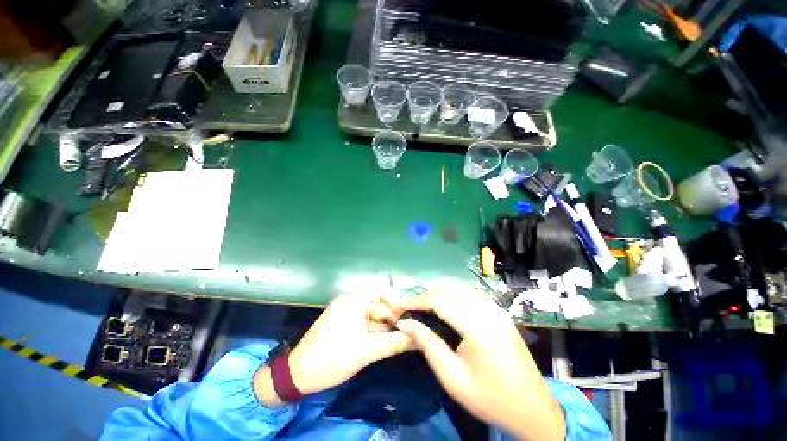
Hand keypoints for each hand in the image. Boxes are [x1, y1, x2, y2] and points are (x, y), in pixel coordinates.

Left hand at [254, 294, 413, 405]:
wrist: (297, 374)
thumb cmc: (333, 360)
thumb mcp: (367, 352)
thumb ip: (395, 342)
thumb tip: (418, 338)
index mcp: (353, 301)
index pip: (382, 289)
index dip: (397, 301)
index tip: (409, 316)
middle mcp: (349, 299)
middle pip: (377, 300)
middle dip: (391, 315)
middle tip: (403, 330)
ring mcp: (343, 309)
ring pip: (371, 310)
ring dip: (383, 322)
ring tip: (394, 336)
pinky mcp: (340, 318)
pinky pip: (362, 317)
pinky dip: (372, 326)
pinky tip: (379, 339)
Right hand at [395, 287, 565, 440]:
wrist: (533, 409)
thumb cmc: (491, 399)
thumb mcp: (453, 379)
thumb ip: (428, 345)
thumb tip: (405, 323)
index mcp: (479, 328)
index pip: (440, 301)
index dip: (415, 301)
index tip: (397, 307)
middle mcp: (489, 311)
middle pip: (448, 290)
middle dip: (424, 296)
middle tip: (408, 309)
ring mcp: (496, 309)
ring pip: (458, 289)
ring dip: (437, 295)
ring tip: (421, 309)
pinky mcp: (498, 311)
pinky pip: (469, 295)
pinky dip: (451, 297)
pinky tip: (443, 309)